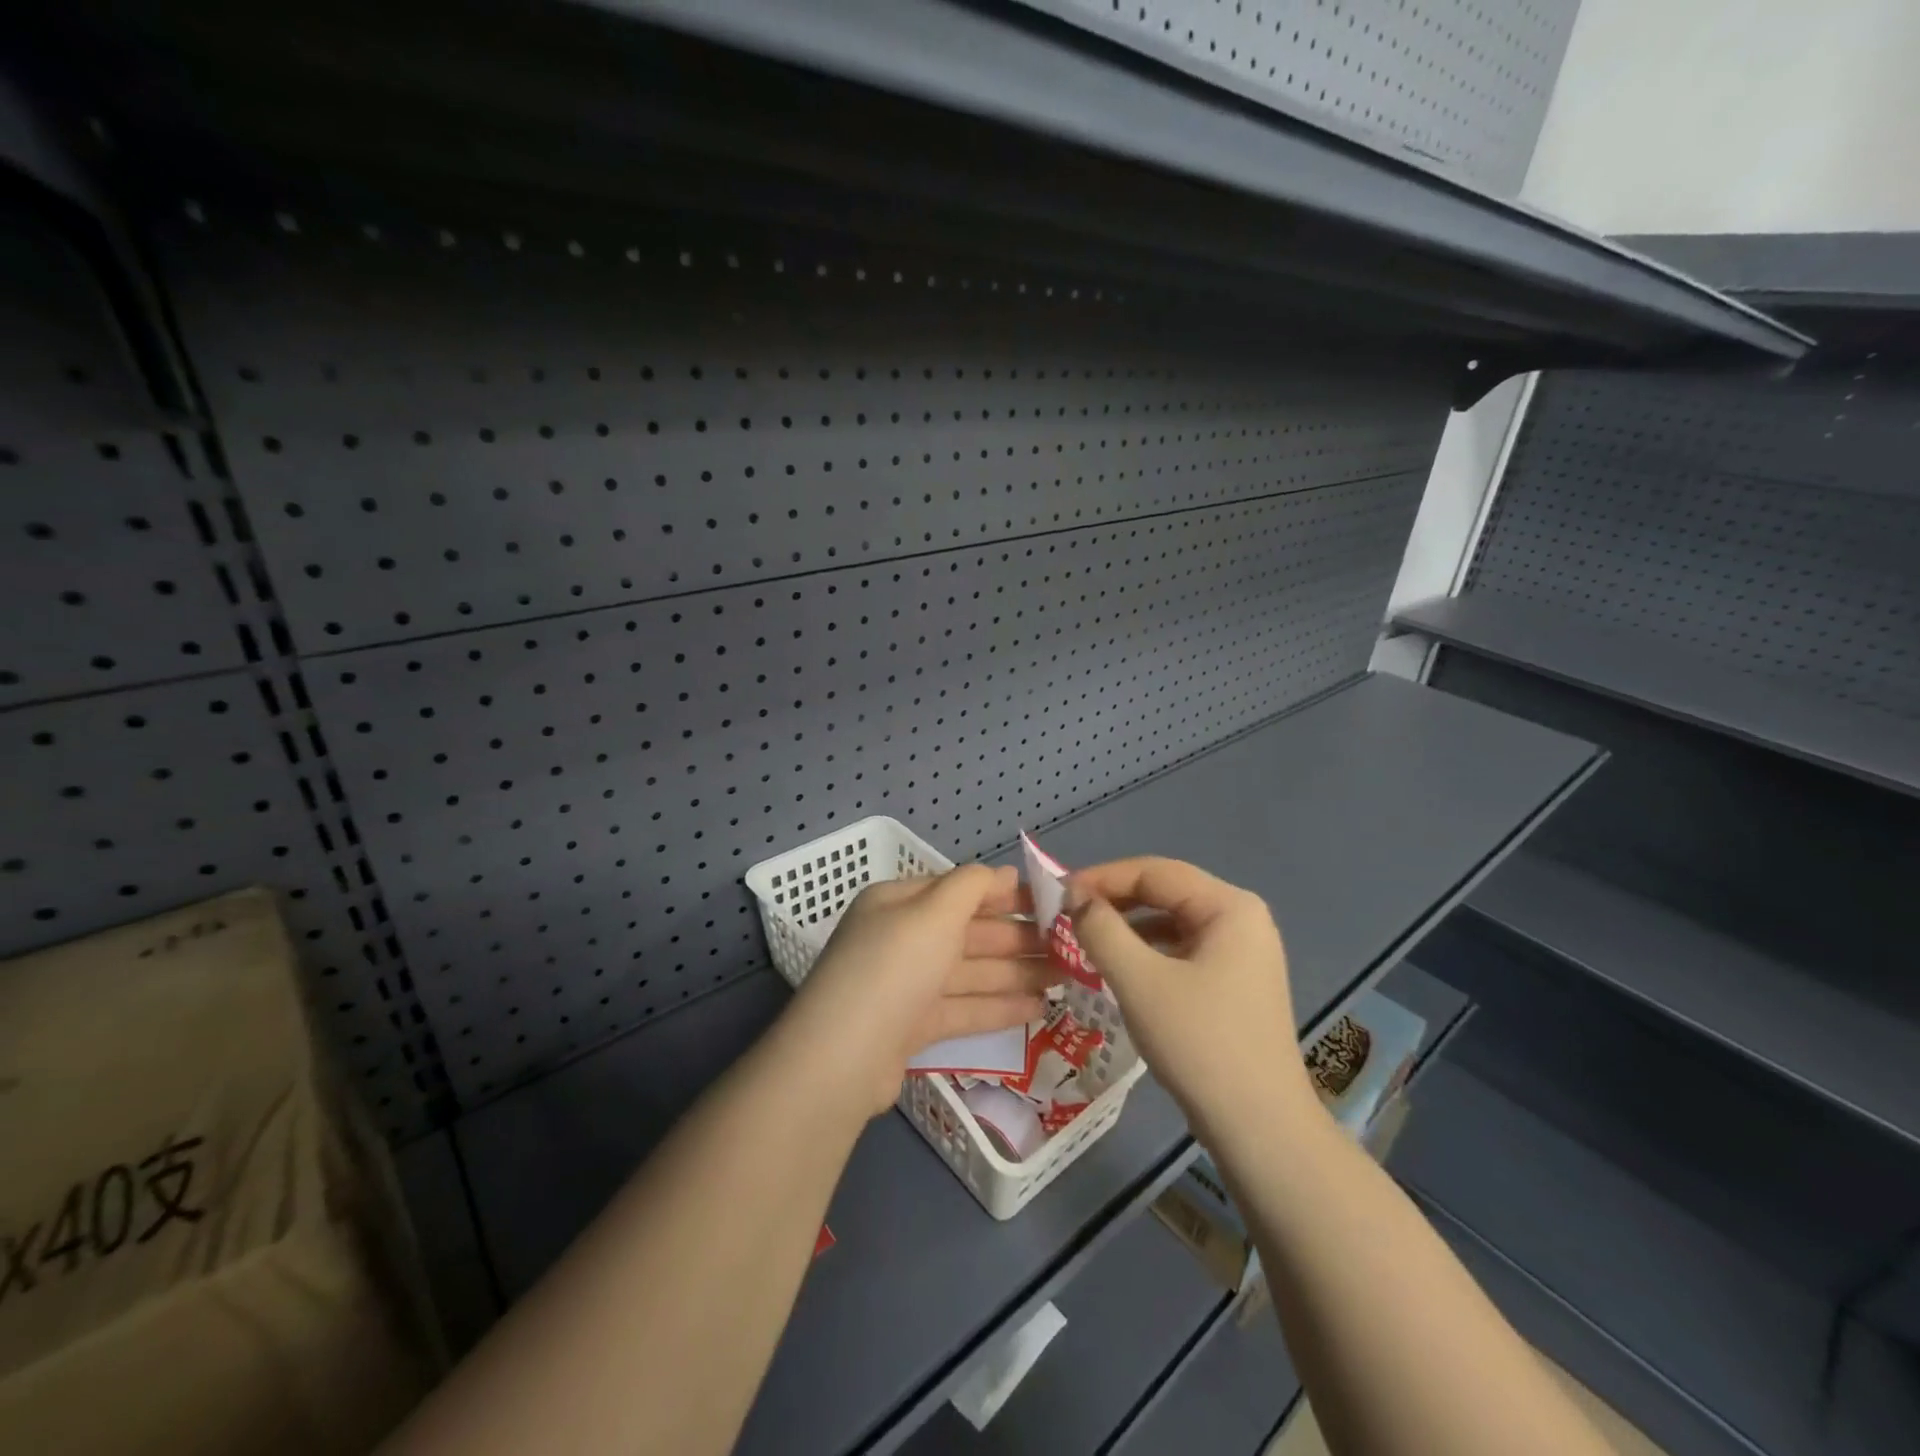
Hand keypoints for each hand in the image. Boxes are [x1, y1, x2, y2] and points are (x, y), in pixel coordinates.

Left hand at [781, 865, 1056, 1117]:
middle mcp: (900, 940)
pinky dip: (996, 1007)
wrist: (842, 1058)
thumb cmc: (893, 968)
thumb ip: (971, 886)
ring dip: (1015, 973)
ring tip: (1063, 978)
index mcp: (898, 904)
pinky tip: (1036, 1008)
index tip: (1049, 902)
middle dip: (1016, 938)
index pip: (958, 891)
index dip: (1002, 894)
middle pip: (967, 933)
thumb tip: (1004, 872)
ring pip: (969, 972)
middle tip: (1068, 946)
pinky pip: (962, 1008)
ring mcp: (906, 986)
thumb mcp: (933, 912)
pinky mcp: (912, 1027)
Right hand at [1065, 858, 1318, 1135]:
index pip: (1154, 872)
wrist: (1259, 1129)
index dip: (1103, 878)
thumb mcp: (1139, 980)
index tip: (1058, 894)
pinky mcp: (1235, 983)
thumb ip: (1101, 929)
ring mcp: (1242, 953)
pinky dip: (1147, 953)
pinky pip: (1182, 950)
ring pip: (1171, 923)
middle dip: (1114, 902)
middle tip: (1067, 917)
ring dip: (1127, 928)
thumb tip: (1074, 896)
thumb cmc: (1200, 1044)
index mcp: (1229, 906)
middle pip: (1165, 893)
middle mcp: (1241, 919)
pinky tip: (1119, 970)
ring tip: (1085, 941)